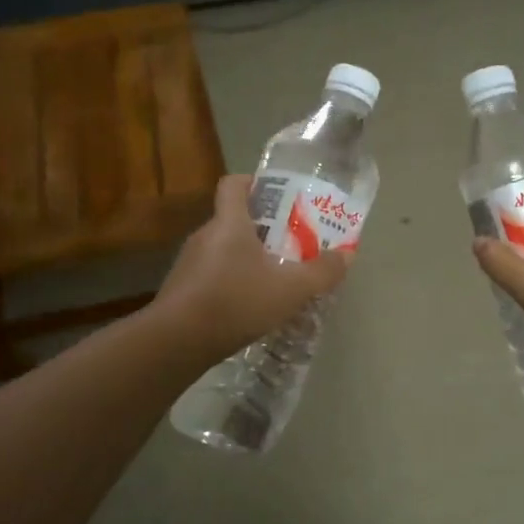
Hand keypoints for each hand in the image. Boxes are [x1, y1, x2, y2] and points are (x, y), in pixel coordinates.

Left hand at [156, 174, 353, 360]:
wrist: (176, 341)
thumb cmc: (236, 301)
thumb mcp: (291, 289)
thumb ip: (322, 272)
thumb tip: (347, 255)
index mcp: (229, 222)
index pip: (234, 184)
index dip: (254, 183)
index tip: (277, 195)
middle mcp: (205, 235)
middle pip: (233, 218)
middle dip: (261, 227)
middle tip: (289, 242)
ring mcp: (188, 263)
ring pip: (222, 249)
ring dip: (245, 258)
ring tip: (273, 277)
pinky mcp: (181, 290)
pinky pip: (211, 275)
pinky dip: (230, 281)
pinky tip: (247, 305)